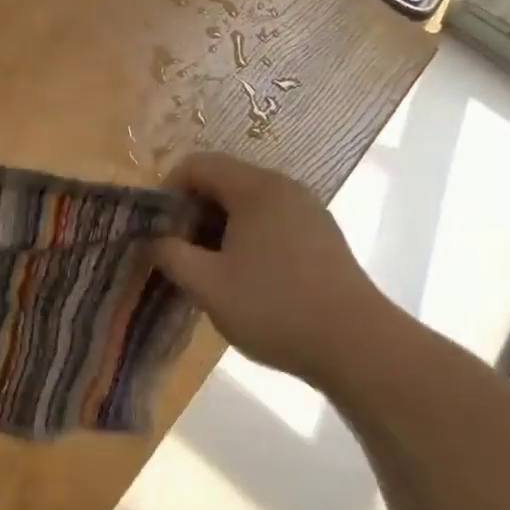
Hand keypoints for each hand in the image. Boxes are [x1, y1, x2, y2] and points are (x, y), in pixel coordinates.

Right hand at [153, 153, 388, 382]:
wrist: (356, 344)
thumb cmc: (273, 307)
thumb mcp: (207, 284)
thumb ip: (170, 255)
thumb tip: (153, 240)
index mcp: (256, 188)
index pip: (198, 165)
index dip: (167, 191)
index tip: (156, 229)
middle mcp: (284, 188)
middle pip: (224, 181)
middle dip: (192, 212)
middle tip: (177, 253)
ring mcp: (308, 211)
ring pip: (247, 204)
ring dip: (217, 229)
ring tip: (206, 269)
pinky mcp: (321, 236)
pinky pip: (271, 222)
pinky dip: (246, 238)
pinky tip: (242, 277)